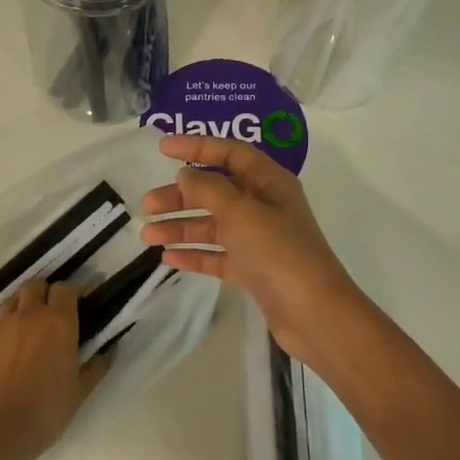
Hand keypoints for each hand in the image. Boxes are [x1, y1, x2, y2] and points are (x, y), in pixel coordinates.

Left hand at [0, 281, 111, 459]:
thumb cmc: (48, 410)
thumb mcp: (81, 391)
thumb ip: (97, 367)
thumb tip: (110, 351)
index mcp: (59, 322)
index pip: (65, 288)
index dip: (72, 292)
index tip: (77, 304)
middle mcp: (29, 315)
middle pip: (35, 285)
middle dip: (44, 293)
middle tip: (51, 313)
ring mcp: (1, 327)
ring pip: (12, 300)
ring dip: (22, 306)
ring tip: (28, 328)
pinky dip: (4, 331)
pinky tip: (7, 352)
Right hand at [139, 135, 369, 367]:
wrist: (312, 312)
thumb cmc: (279, 252)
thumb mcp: (241, 212)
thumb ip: (209, 189)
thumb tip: (185, 175)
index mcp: (270, 183)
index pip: (230, 153)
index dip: (197, 147)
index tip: (162, 148)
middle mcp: (264, 207)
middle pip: (215, 192)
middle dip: (180, 197)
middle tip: (147, 206)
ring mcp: (258, 241)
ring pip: (212, 226)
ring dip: (180, 228)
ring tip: (147, 236)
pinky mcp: (252, 270)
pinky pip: (216, 256)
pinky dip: (194, 254)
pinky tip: (168, 258)